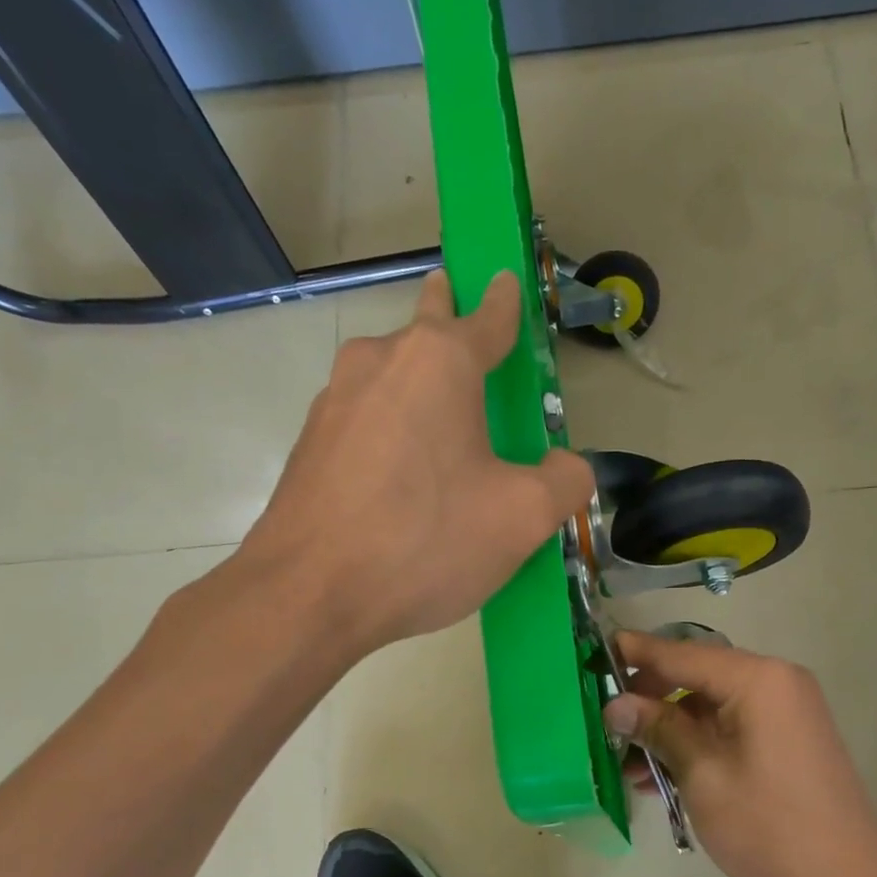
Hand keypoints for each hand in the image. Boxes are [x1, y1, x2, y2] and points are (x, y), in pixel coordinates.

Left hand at [236, 269, 593, 654]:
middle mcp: (379, 363)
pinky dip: (389, 431)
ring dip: (415, 384)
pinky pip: (364, 422)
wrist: (308, 595)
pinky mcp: (310, 445)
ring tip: (440, 424)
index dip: (505, 303)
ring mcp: (334, 402)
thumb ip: (565, 481)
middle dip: (447, 316)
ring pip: (389, 376)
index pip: (486, 317)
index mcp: (438, 363)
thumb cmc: (424, 541)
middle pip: (425, 329)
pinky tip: (400, 477)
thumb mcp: (521, 518)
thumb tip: (568, 466)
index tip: (507, 282)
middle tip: (462, 319)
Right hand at [602, 630, 876, 876]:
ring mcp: (784, 712)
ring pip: (709, 707)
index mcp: (758, 680)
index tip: (594, 650)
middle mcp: (775, 683)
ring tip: (625, 765)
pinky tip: (660, 778)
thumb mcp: (703, 775)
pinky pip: (729, 729)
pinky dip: (696, 746)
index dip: (636, 653)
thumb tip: (615, 704)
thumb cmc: (769, 826)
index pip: (683, 654)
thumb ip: (659, 730)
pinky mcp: (785, 741)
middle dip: (648, 700)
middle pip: (696, 677)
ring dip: (668, 730)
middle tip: (605, 721)